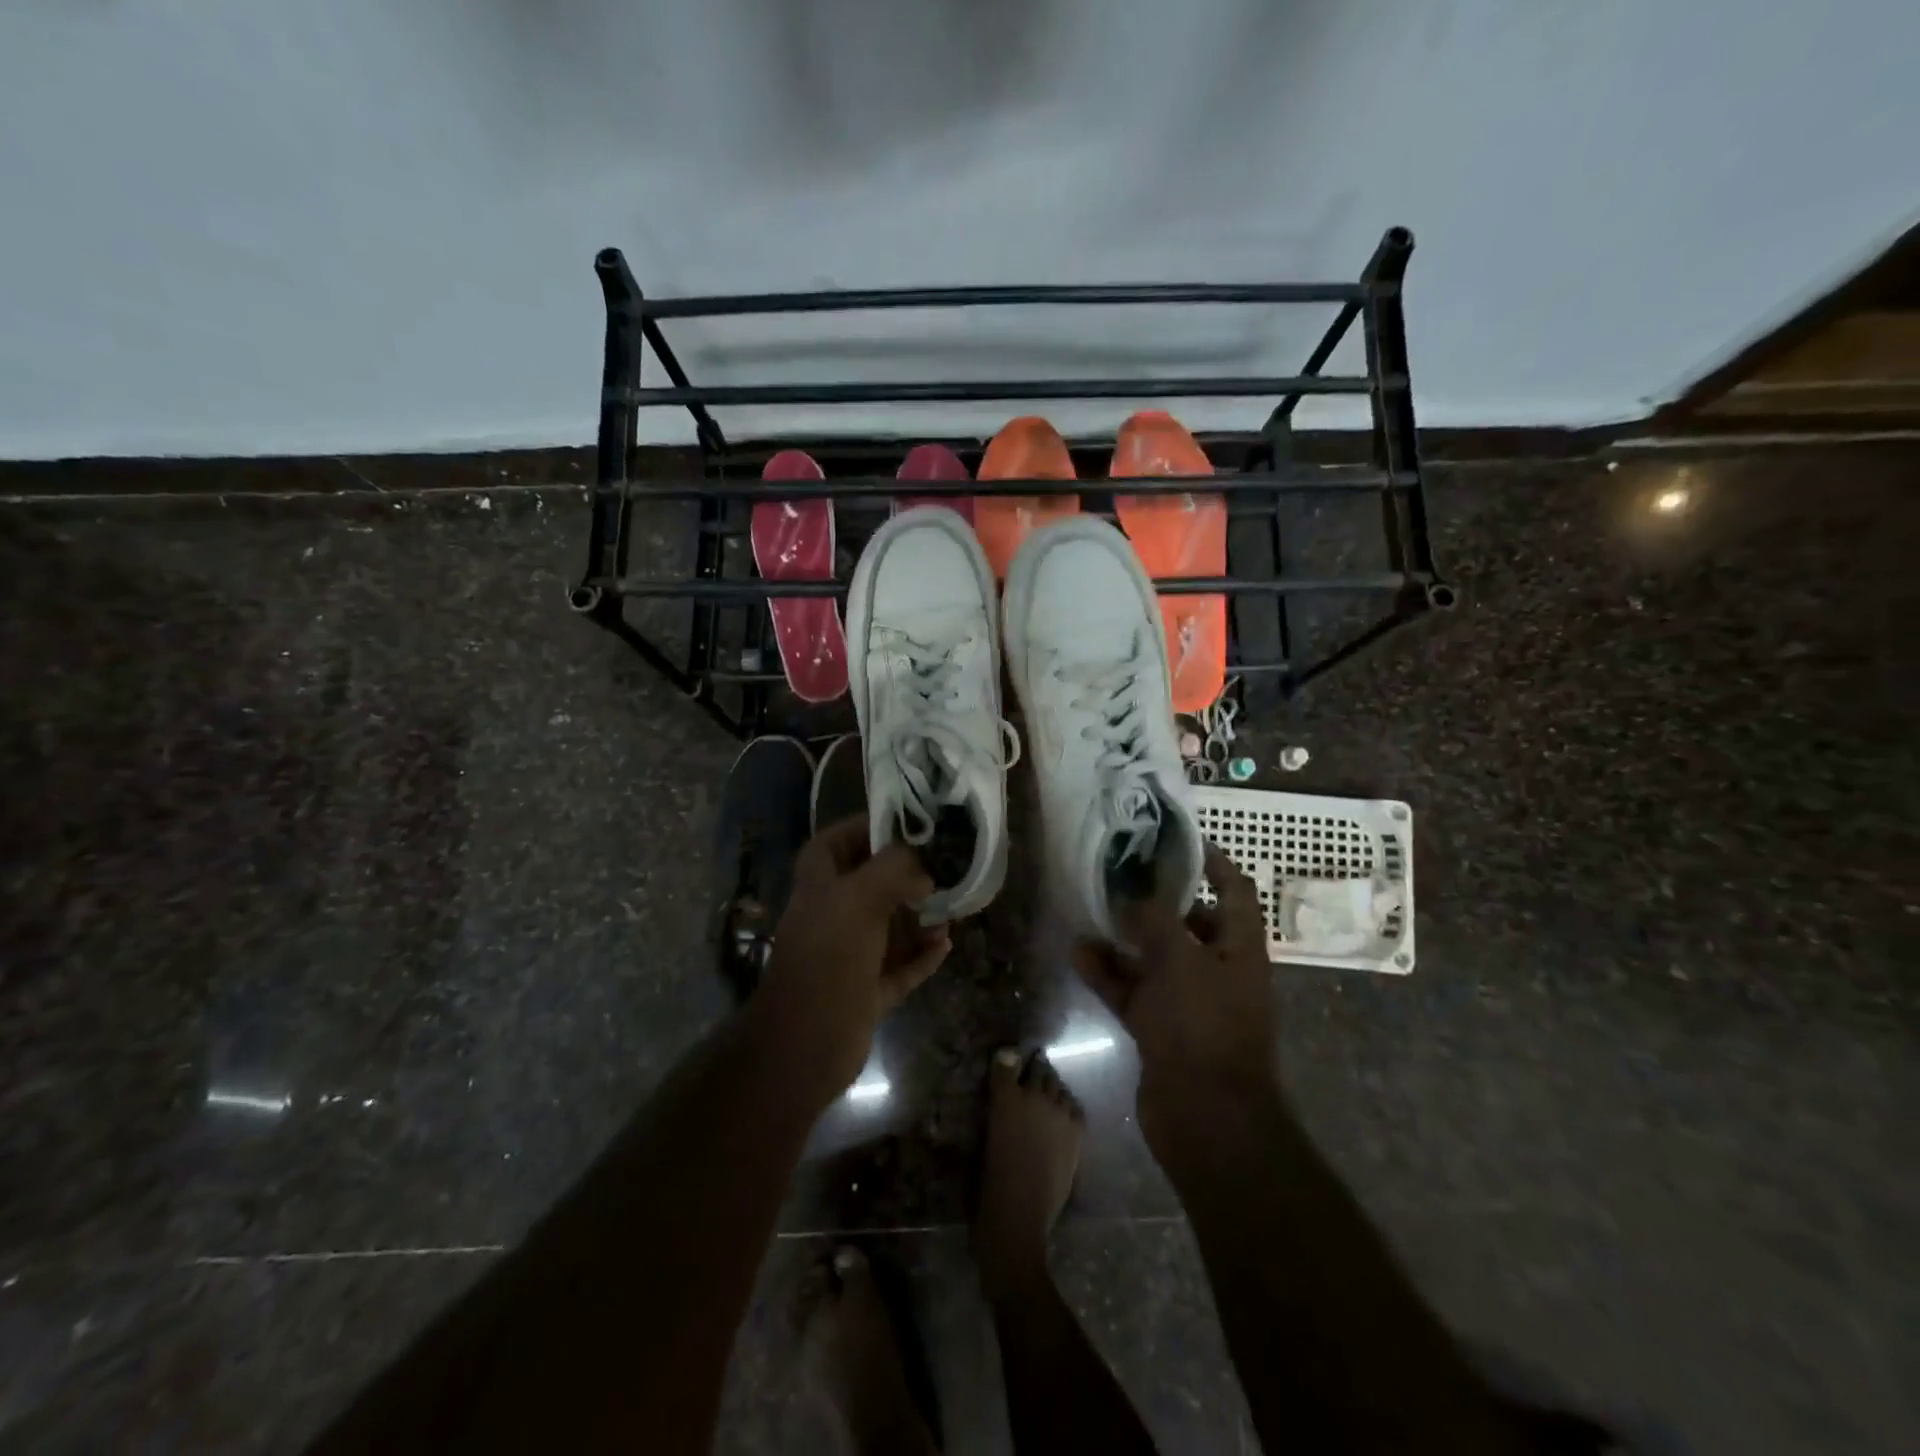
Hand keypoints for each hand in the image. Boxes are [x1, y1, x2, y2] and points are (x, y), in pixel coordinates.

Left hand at [753, 815, 950, 1104]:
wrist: (806, 1044)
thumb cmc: (830, 956)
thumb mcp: (861, 897)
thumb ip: (894, 869)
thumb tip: (923, 869)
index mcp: (818, 887)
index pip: (833, 843)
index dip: (862, 828)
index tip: (903, 823)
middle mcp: (831, 917)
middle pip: (867, 885)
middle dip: (903, 876)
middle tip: (941, 867)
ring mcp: (848, 957)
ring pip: (888, 927)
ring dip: (918, 918)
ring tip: (951, 908)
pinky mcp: (865, 991)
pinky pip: (899, 967)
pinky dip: (921, 955)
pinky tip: (946, 945)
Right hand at [1073, 843, 1276, 1151]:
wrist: (1206, 1118)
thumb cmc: (1203, 1025)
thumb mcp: (1179, 959)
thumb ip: (1154, 919)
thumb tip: (1131, 890)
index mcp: (1239, 948)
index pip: (1235, 891)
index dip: (1213, 862)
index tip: (1176, 840)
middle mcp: (1217, 970)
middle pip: (1189, 923)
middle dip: (1156, 899)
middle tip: (1118, 873)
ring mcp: (1187, 1001)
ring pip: (1153, 957)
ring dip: (1124, 936)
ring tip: (1091, 909)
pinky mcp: (1160, 1028)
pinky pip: (1132, 990)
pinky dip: (1108, 973)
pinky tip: (1078, 953)